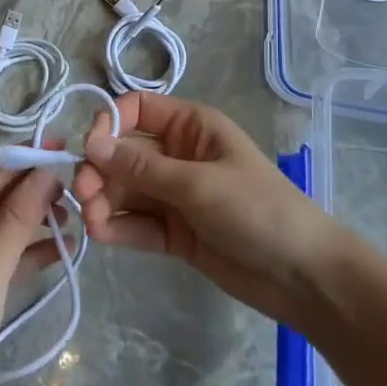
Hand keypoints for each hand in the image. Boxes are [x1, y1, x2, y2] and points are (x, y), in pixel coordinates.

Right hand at [73, 93, 345, 325]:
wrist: (302, 275)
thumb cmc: (257, 210)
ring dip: (104, 202)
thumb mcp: (198, 184)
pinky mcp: (174, 233)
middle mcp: (179, 156)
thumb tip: (91, 144)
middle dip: (101, 171)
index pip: (138, 110)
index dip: (110, 123)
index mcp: (191, 127)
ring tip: (93, 223)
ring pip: (126, 191)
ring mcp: (175, 196)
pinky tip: (102, 235)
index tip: (90, 148)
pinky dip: (118, 227)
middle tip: (83, 196)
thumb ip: (141, 168)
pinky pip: (137, 223)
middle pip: (124, 154)